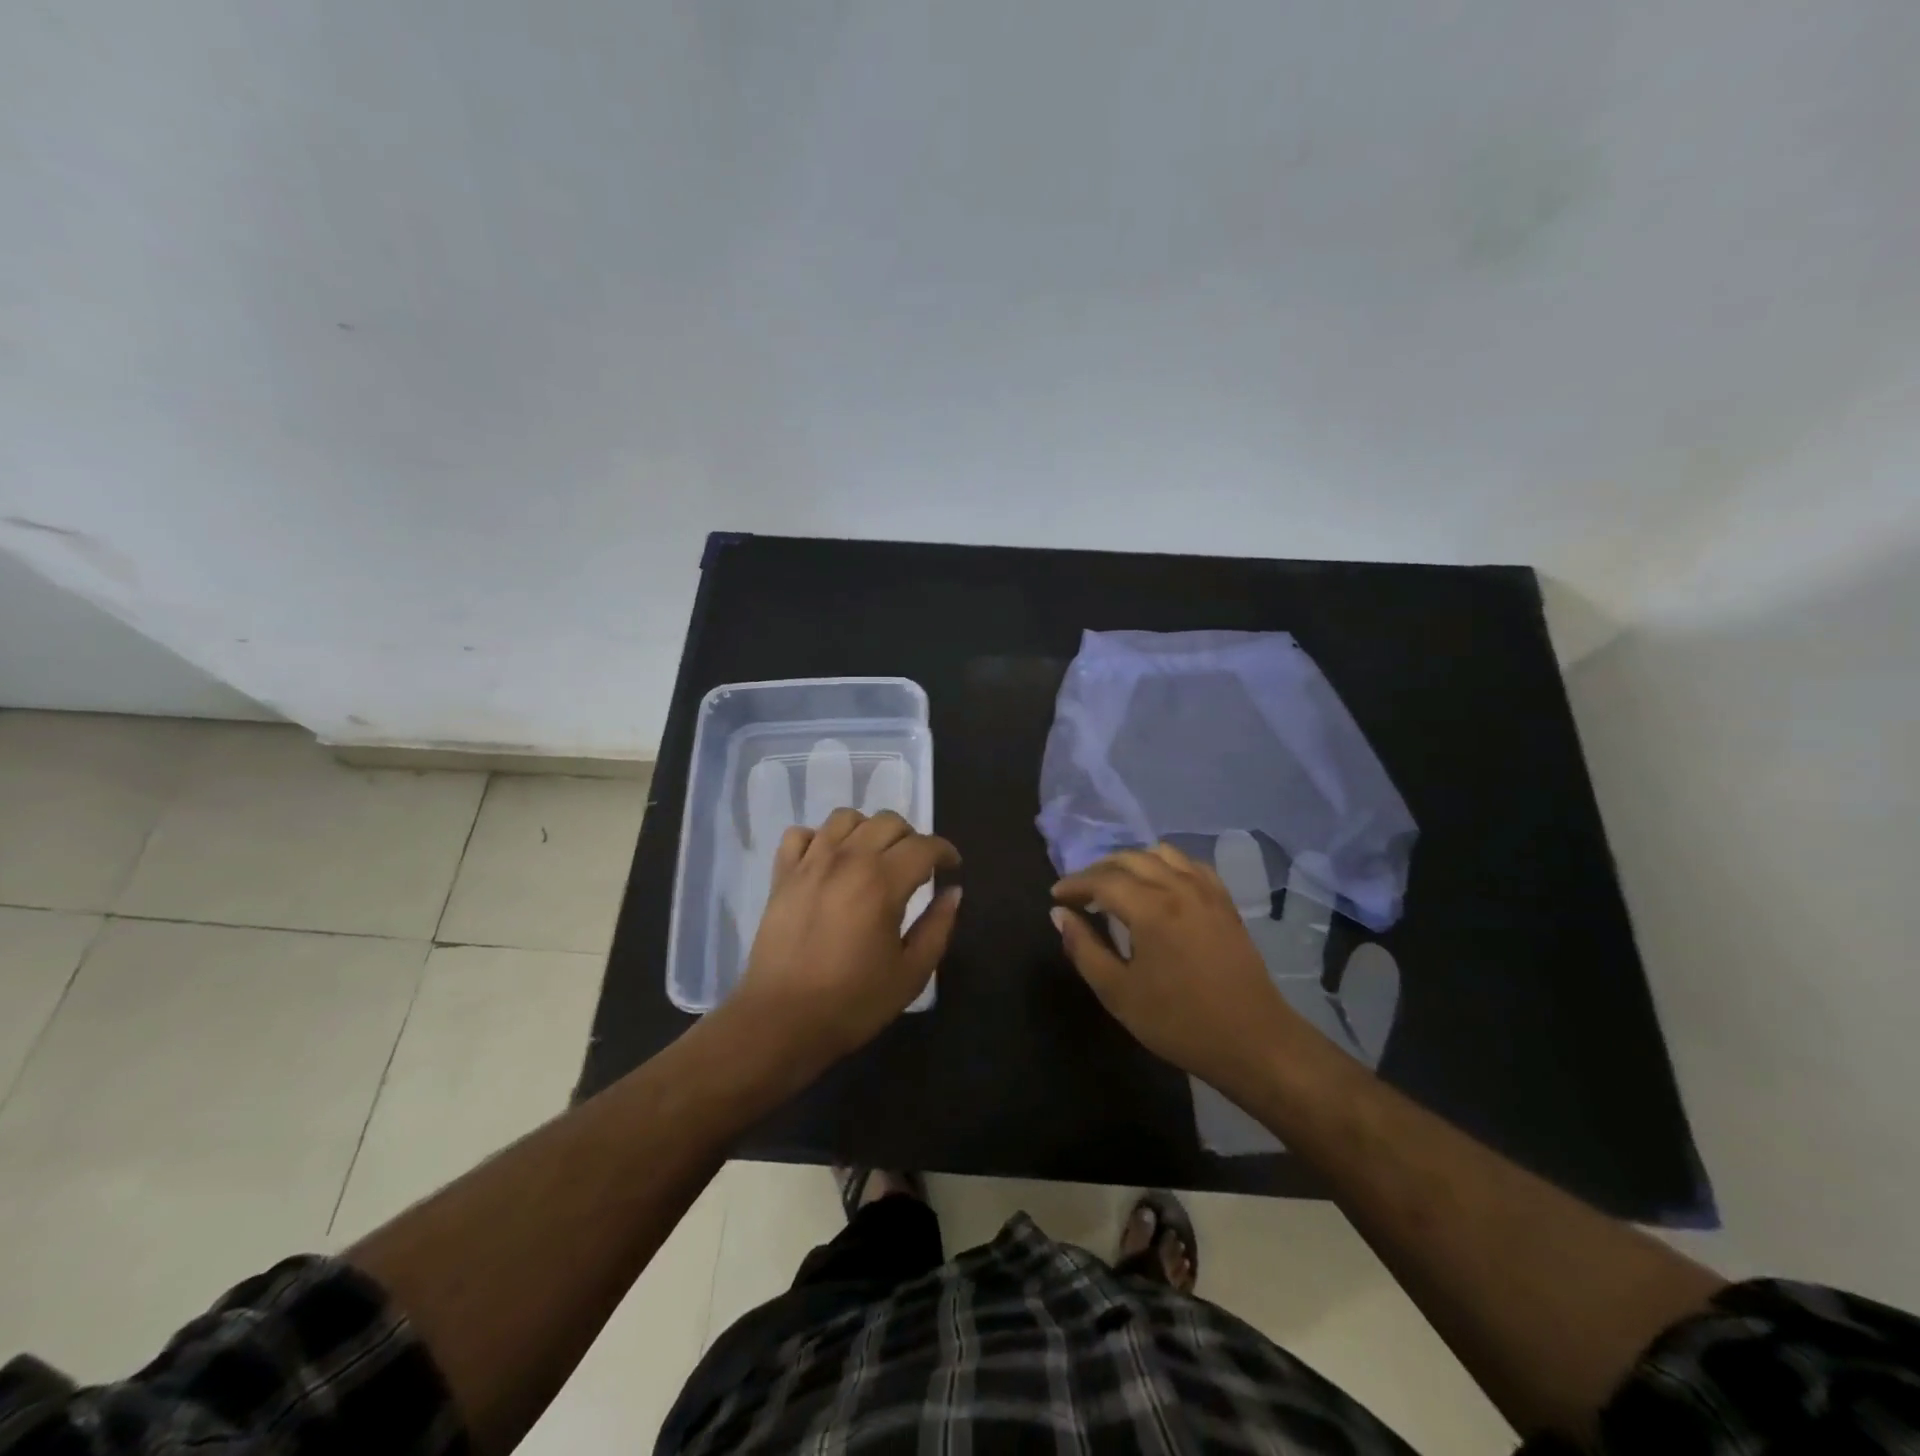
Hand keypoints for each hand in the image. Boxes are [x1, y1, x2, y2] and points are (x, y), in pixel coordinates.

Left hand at [728, 808, 961, 1072]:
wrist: (781, 1021)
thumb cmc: (853, 1002)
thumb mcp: (911, 973)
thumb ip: (938, 927)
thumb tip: (953, 892)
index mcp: (882, 881)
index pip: (924, 846)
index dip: (945, 852)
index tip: (951, 868)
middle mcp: (847, 859)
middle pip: (888, 822)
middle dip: (911, 838)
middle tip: (916, 867)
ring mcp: (810, 863)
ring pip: (845, 818)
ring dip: (868, 830)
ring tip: (873, 857)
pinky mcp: (781, 874)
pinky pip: (800, 834)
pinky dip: (819, 839)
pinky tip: (828, 861)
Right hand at [1051, 844, 1307, 1095]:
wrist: (1254, 1042)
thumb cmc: (1179, 1022)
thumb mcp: (1119, 993)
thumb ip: (1084, 949)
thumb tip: (1060, 915)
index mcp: (1150, 908)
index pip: (1102, 880)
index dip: (1074, 885)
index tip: (1056, 896)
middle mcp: (1178, 887)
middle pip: (1130, 859)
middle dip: (1098, 870)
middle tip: (1080, 892)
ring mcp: (1206, 891)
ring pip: (1162, 854)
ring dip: (1132, 862)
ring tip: (1116, 885)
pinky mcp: (1225, 902)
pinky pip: (1190, 865)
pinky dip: (1166, 865)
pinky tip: (1159, 885)